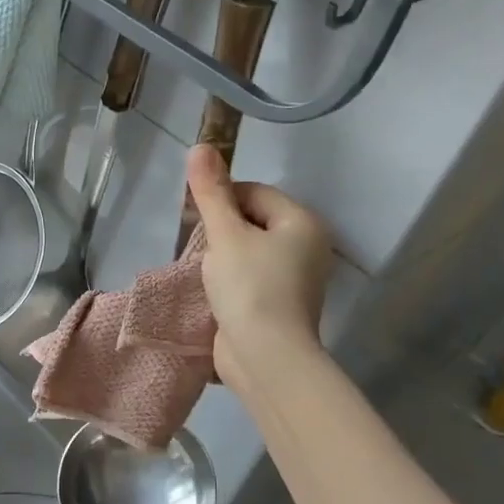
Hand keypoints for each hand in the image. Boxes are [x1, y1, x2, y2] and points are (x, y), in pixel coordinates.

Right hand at [186, 145, 333, 386]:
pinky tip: (213, 292)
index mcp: (301, 222)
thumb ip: (211, 192)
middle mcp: (307, 246)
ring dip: (223, 257)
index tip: (197, 221)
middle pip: (253, 220)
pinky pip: (252, 278)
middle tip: (198, 248)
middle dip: (221, 230)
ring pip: (250, 251)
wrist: (266, 357)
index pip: (254, 192)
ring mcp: (296, 278)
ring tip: (203, 271)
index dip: (221, 200)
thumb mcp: (225, 235)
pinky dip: (231, 280)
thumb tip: (200, 146)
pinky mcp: (281, 304)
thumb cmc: (250, 288)